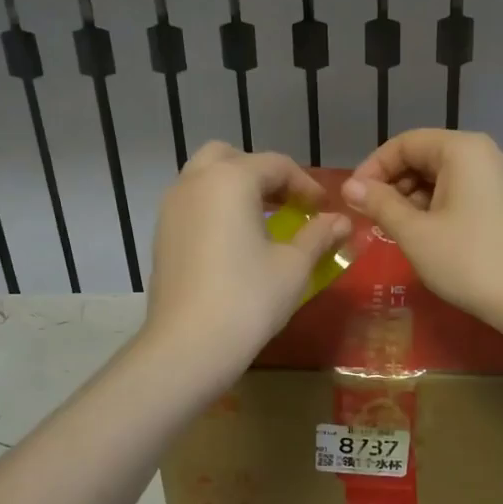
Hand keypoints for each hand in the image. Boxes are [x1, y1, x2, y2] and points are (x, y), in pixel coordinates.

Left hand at [145, 143, 350, 377]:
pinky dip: (215, 208)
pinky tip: (235, 242)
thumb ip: (319, 235)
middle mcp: (195, 183)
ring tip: (262, 221)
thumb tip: (341, 221)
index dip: (306, 184)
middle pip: (231, 158)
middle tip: (287, 204)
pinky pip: (192, 204)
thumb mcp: (294, 266)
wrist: (188, 345)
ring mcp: (171, 208)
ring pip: (205, 178)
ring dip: (235, 188)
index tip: (324, 209)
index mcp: (230, 180)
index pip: (276, 165)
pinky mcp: (161, 235)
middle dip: (262, 174)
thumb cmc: (248, 299)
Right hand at [340, 129, 502, 329]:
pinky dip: (433, 209)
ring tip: (391, 231)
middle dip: (391, 185)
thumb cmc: (469, 260)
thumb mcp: (415, 233)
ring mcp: (495, 179)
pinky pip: (457, 194)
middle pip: (423, 157)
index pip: (404, 143)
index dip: (373, 168)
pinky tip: (420, 236)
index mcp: (461, 149)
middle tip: (369, 218)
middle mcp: (481, 154)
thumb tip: (350, 186)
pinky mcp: (502, 204)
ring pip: (439, 178)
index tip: (352, 199)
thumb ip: (379, 204)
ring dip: (410, 200)